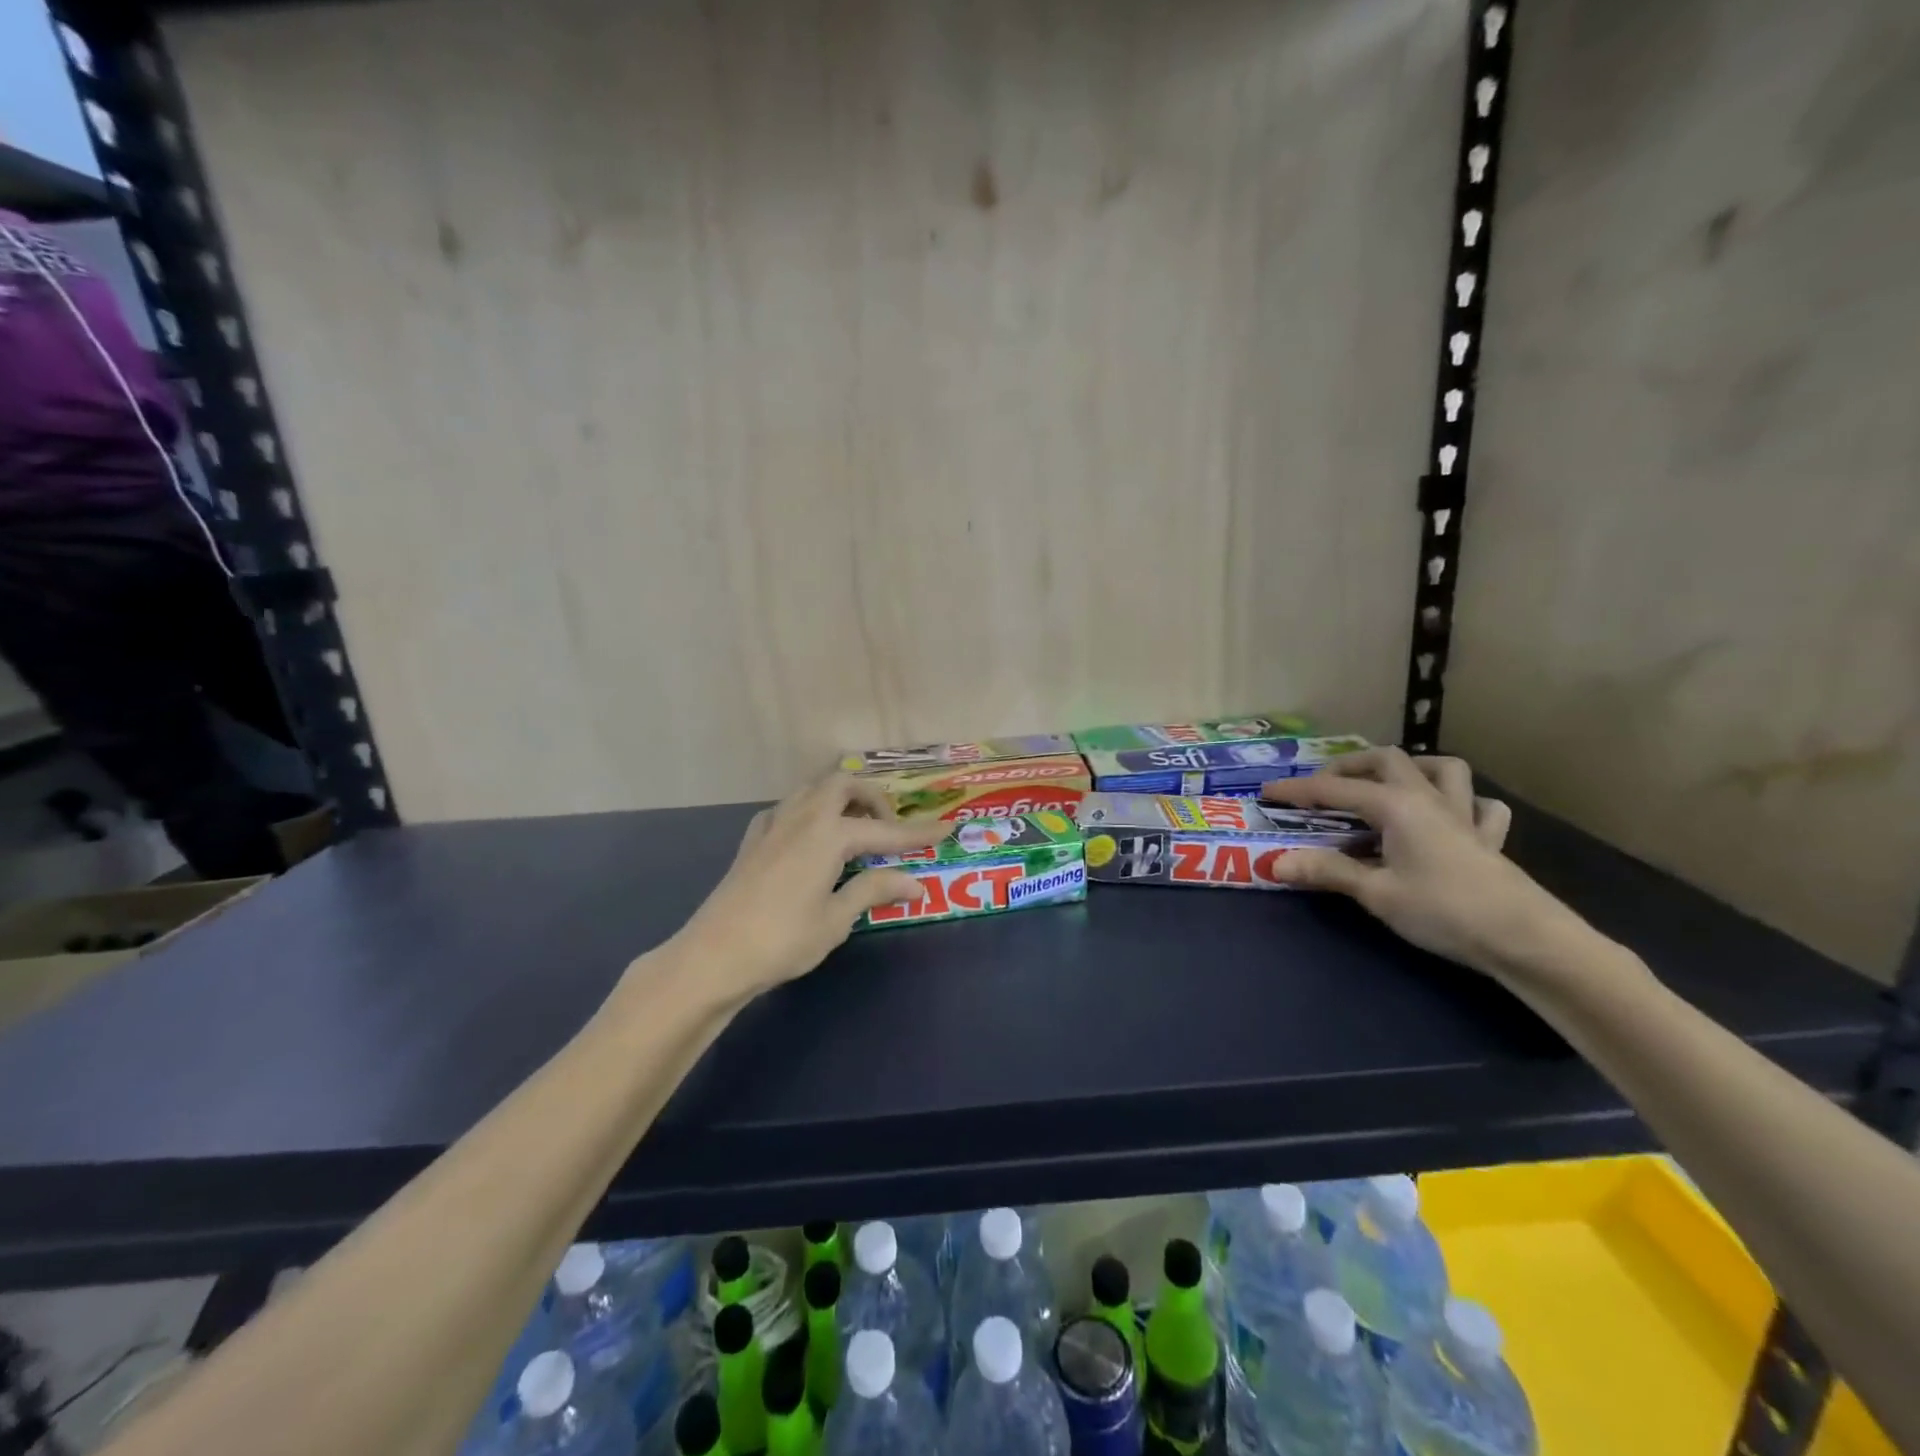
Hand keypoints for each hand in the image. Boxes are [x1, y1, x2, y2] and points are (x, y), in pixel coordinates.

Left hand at [670, 773, 948, 996]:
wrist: (714, 955)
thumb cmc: (783, 940)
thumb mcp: (836, 919)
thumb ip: (874, 890)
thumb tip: (916, 882)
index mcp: (829, 835)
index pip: (885, 830)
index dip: (918, 833)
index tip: (946, 828)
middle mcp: (802, 818)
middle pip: (843, 786)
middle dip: (873, 799)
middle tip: (889, 829)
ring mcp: (773, 825)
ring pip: (812, 789)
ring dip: (840, 798)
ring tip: (855, 827)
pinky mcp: (753, 839)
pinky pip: (787, 808)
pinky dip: (809, 811)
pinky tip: (811, 837)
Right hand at [1261, 748, 1580, 976]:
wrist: (1525, 939)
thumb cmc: (1444, 911)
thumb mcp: (1377, 894)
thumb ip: (1328, 872)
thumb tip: (1276, 862)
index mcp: (1397, 806)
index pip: (1336, 789)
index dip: (1298, 790)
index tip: (1267, 792)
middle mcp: (1429, 799)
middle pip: (1388, 759)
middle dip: (1350, 764)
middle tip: (1325, 784)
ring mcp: (1464, 816)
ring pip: (1443, 769)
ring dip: (1411, 768)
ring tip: (1388, 784)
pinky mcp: (1489, 839)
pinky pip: (1480, 806)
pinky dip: (1462, 802)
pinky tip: (1449, 817)